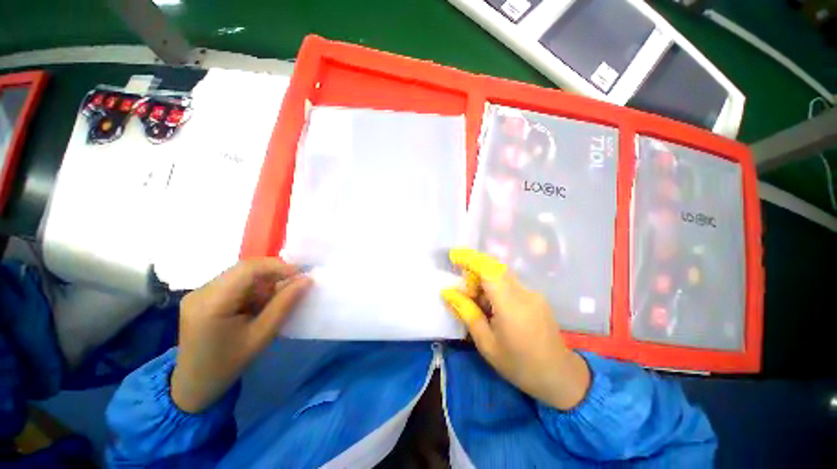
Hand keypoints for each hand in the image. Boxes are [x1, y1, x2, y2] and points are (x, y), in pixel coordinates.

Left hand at [170, 259, 311, 412]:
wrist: (193, 385)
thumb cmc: (228, 364)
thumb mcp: (262, 336)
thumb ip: (284, 304)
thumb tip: (306, 280)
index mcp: (211, 304)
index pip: (248, 269)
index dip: (278, 266)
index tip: (301, 274)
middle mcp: (201, 291)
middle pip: (244, 269)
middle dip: (273, 274)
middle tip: (293, 286)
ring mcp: (198, 292)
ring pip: (241, 274)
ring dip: (263, 283)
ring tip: (272, 302)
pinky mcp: (201, 296)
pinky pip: (235, 282)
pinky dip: (253, 289)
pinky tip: (256, 306)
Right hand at [441, 248, 589, 409]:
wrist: (559, 376)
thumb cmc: (519, 365)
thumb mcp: (486, 343)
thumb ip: (466, 313)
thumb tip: (447, 292)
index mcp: (511, 305)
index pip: (489, 269)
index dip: (470, 259)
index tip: (453, 256)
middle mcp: (524, 293)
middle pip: (494, 268)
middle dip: (474, 274)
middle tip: (465, 295)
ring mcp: (533, 293)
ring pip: (501, 275)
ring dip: (484, 282)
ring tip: (478, 305)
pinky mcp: (536, 296)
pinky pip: (510, 283)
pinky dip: (495, 288)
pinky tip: (494, 308)